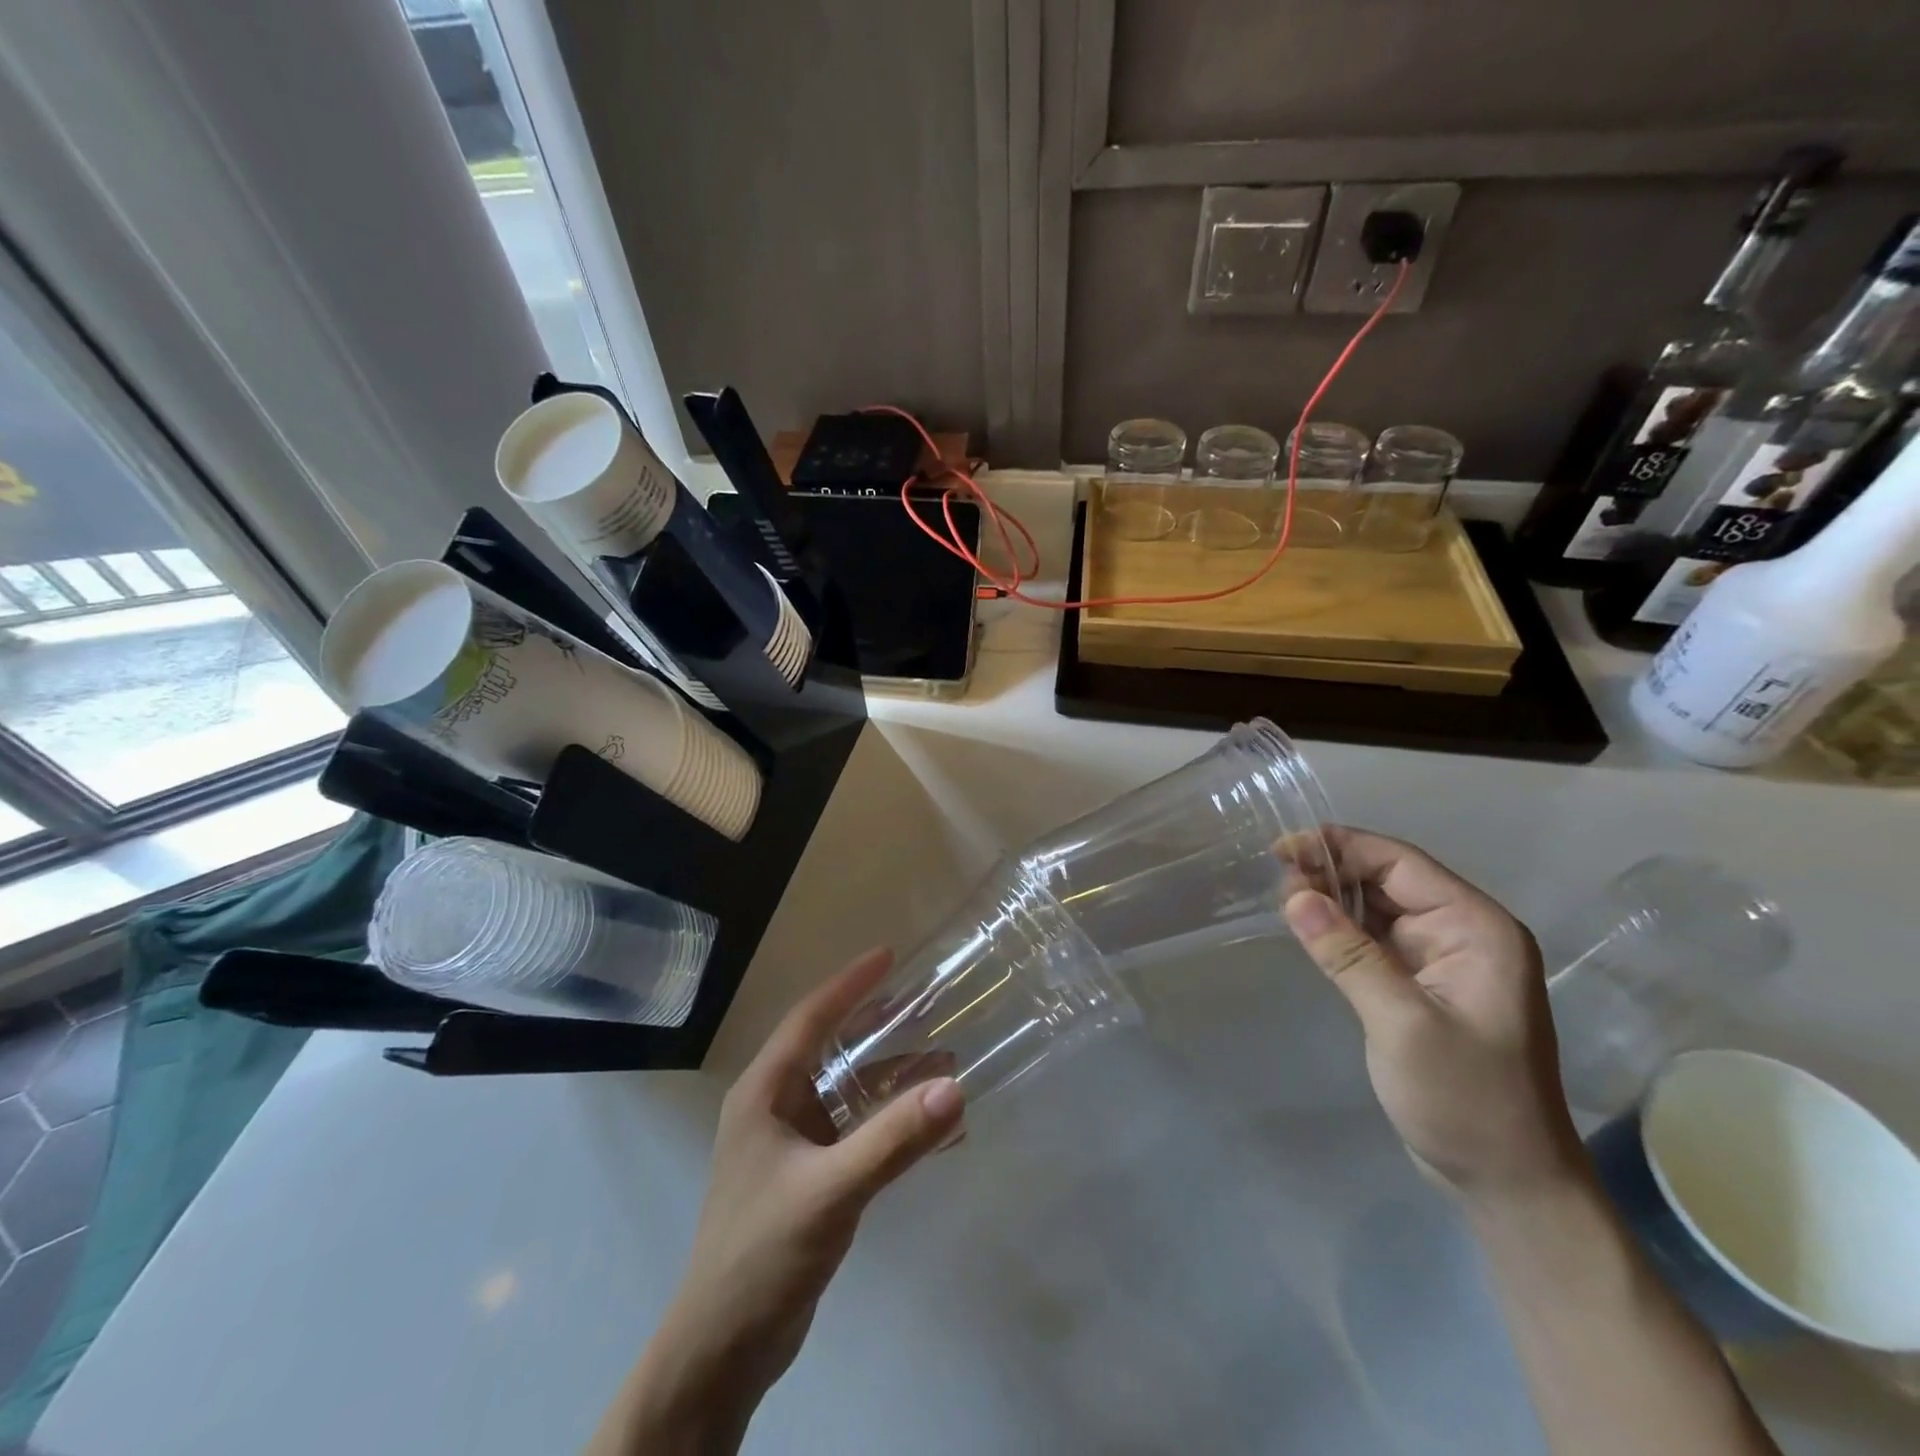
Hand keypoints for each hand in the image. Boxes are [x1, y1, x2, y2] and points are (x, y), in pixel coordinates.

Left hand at [594, 948, 963, 1453]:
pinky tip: (933, 1132)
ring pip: (847, 1092)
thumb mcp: (831, 1189)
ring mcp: (791, 1144)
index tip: (889, 955)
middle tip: (926, 1005)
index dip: (849, 984)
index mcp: (764, 1092)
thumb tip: (955, 1088)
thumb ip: (893, 1139)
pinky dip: (891, 1124)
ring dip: (892, 1080)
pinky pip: (856, 1132)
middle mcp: (775, 1107)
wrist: (723, 1350)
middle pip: (831, 1049)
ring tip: (943, 1066)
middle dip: (878, 1027)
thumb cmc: (762, 1252)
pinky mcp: (808, 1177)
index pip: (809, 1019)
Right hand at [1282, 827, 1582, 1201]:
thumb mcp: (1402, 1024)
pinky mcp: (1421, 983)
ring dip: (1331, 897)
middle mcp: (1462, 932)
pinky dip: (1339, 927)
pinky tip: (1306, 926)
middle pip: (1387, 878)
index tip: (1280, 850)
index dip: (1339, 847)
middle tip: (1273, 879)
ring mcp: (1442, 959)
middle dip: (1330, 871)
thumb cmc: (1465, 1100)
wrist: (1507, 1183)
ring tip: (1280, 897)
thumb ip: (1348, 954)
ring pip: (1377, 906)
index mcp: (1476, 928)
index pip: (1400, 863)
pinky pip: (1374, 938)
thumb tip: (1293, 895)